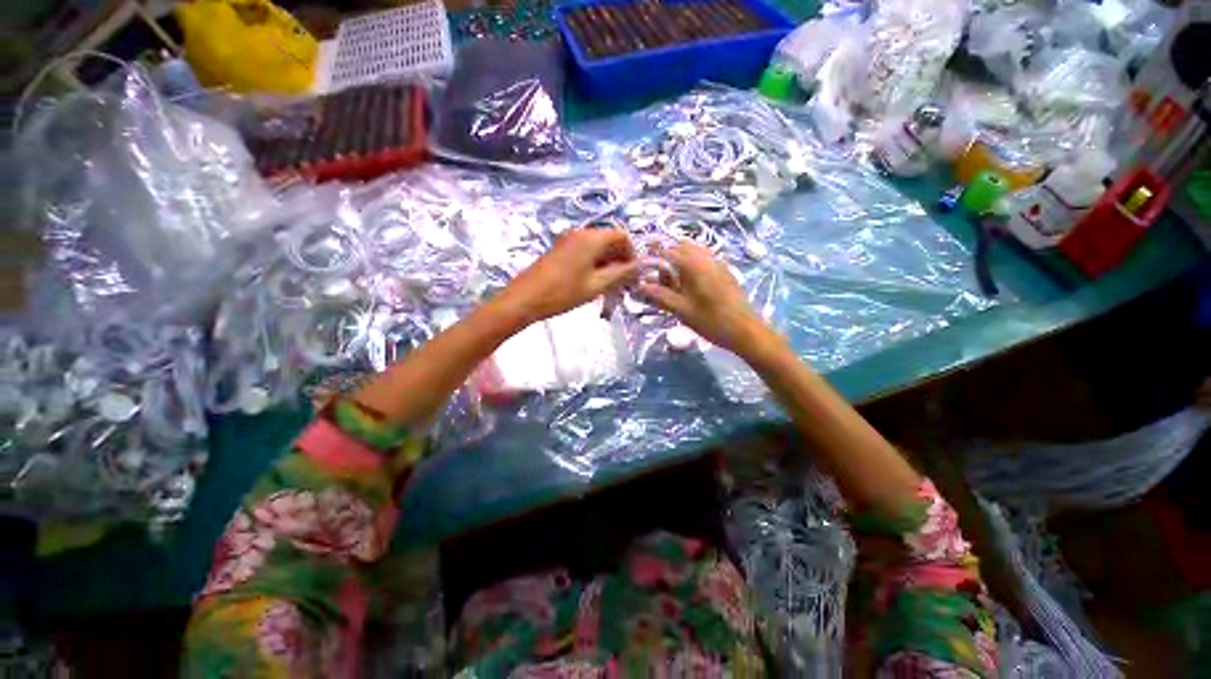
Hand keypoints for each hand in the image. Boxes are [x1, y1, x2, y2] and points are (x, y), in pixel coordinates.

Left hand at [496, 228, 638, 323]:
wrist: (524, 299)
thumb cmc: (563, 293)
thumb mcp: (596, 285)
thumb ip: (621, 273)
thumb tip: (640, 266)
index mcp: (591, 238)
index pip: (622, 236)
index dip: (632, 253)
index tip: (633, 273)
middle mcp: (580, 233)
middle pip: (609, 240)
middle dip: (620, 259)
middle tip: (623, 282)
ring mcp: (568, 240)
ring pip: (597, 247)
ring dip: (608, 263)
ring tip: (610, 285)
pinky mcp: (560, 250)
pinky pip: (584, 251)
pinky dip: (594, 263)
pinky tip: (593, 282)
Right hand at [638, 241, 773, 356]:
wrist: (746, 331)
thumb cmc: (711, 321)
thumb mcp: (682, 310)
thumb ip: (660, 296)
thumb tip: (640, 286)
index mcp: (695, 265)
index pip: (668, 251)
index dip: (654, 256)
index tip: (644, 268)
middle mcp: (707, 258)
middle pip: (682, 248)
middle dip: (668, 259)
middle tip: (662, 281)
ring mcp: (719, 264)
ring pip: (694, 253)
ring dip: (681, 263)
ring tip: (675, 286)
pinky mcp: (726, 273)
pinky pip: (705, 261)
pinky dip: (693, 267)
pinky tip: (692, 288)